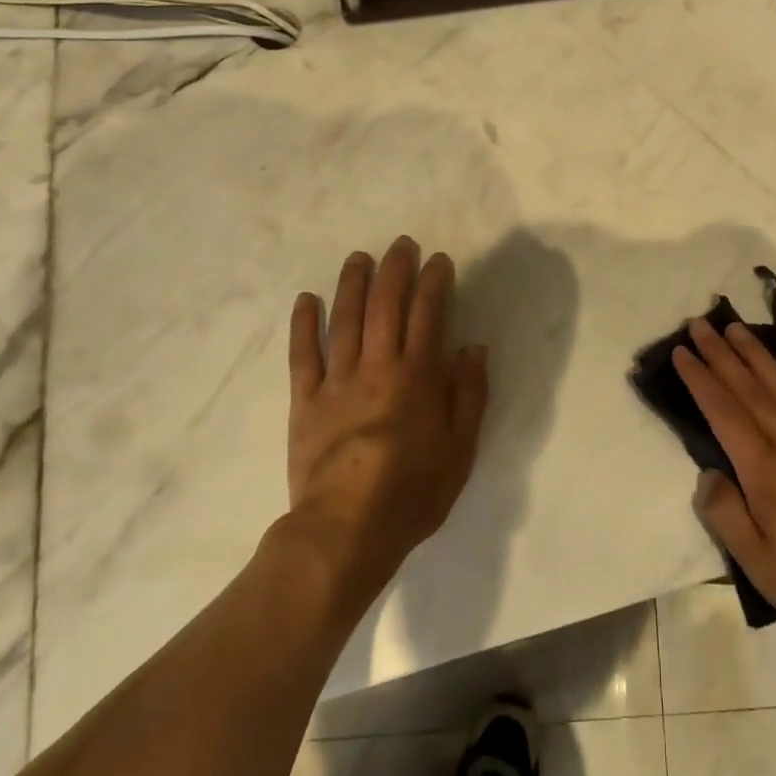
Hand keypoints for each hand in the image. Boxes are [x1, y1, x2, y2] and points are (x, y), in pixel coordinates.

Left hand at [286, 236, 488, 590]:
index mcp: (417, 376)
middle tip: (401, 244)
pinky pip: (303, 354)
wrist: (345, 531)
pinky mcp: (306, 401)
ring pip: (344, 319)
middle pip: (385, 305)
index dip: (434, 282)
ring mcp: (337, 381)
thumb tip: (472, 349)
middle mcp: (377, 366)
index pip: (428, 313)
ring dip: (352, 283)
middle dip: (395, 269)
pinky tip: (306, 299)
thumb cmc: (412, 492)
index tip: (439, 261)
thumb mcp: (460, 449)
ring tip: (359, 257)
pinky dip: (304, 324)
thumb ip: (469, 394)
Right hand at [674, 320, 775, 648]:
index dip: (700, 378)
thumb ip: (726, 514)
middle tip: (699, 324)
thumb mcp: (758, 563)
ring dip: (753, 354)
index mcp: (763, 469)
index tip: (681, 352)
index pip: (723, 411)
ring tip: (734, 329)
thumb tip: (708, 473)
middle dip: (720, 353)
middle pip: (748, 387)